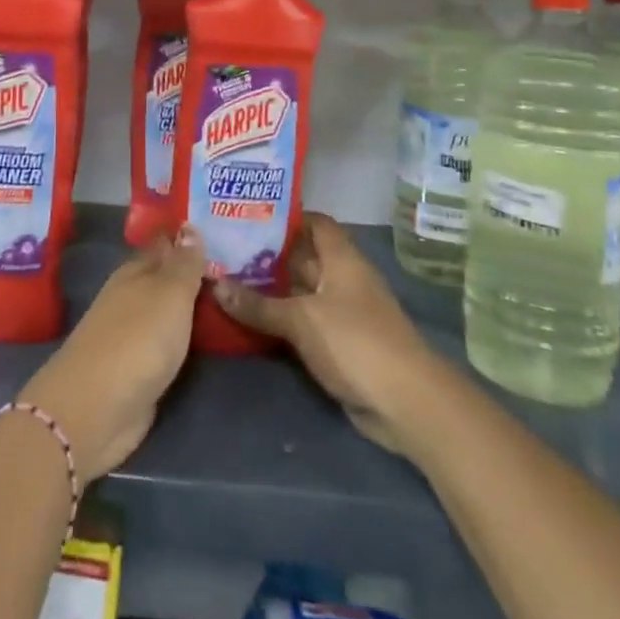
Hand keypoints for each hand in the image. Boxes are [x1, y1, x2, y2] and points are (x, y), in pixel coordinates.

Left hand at [17, 226, 205, 481]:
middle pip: (165, 278)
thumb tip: (188, 225)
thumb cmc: (137, 339)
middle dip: (192, 271)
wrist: (98, 408)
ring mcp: (131, 335)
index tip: (216, 227)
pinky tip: (204, 338)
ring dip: (189, 306)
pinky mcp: (136, 370)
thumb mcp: (169, 294)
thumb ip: (183, 264)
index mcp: (135, 272)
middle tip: (234, 264)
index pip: (164, 245)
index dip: (187, 237)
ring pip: (166, 311)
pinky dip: (184, 338)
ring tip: (228, 298)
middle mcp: (131, 298)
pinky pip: (167, 344)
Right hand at [212, 215, 434, 453]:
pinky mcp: (338, 344)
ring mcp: (342, 313)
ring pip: (300, 292)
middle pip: (303, 257)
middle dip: (267, 254)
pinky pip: (303, 322)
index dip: (286, 217)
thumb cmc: (355, 342)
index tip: (248, 215)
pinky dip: (280, 320)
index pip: (314, 223)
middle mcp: (342, 279)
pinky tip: (248, 319)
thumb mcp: (301, 319)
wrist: (405, 403)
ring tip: (226, 279)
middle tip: (224, 248)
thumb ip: (258, 304)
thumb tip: (214, 284)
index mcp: (341, 259)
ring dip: (270, 290)